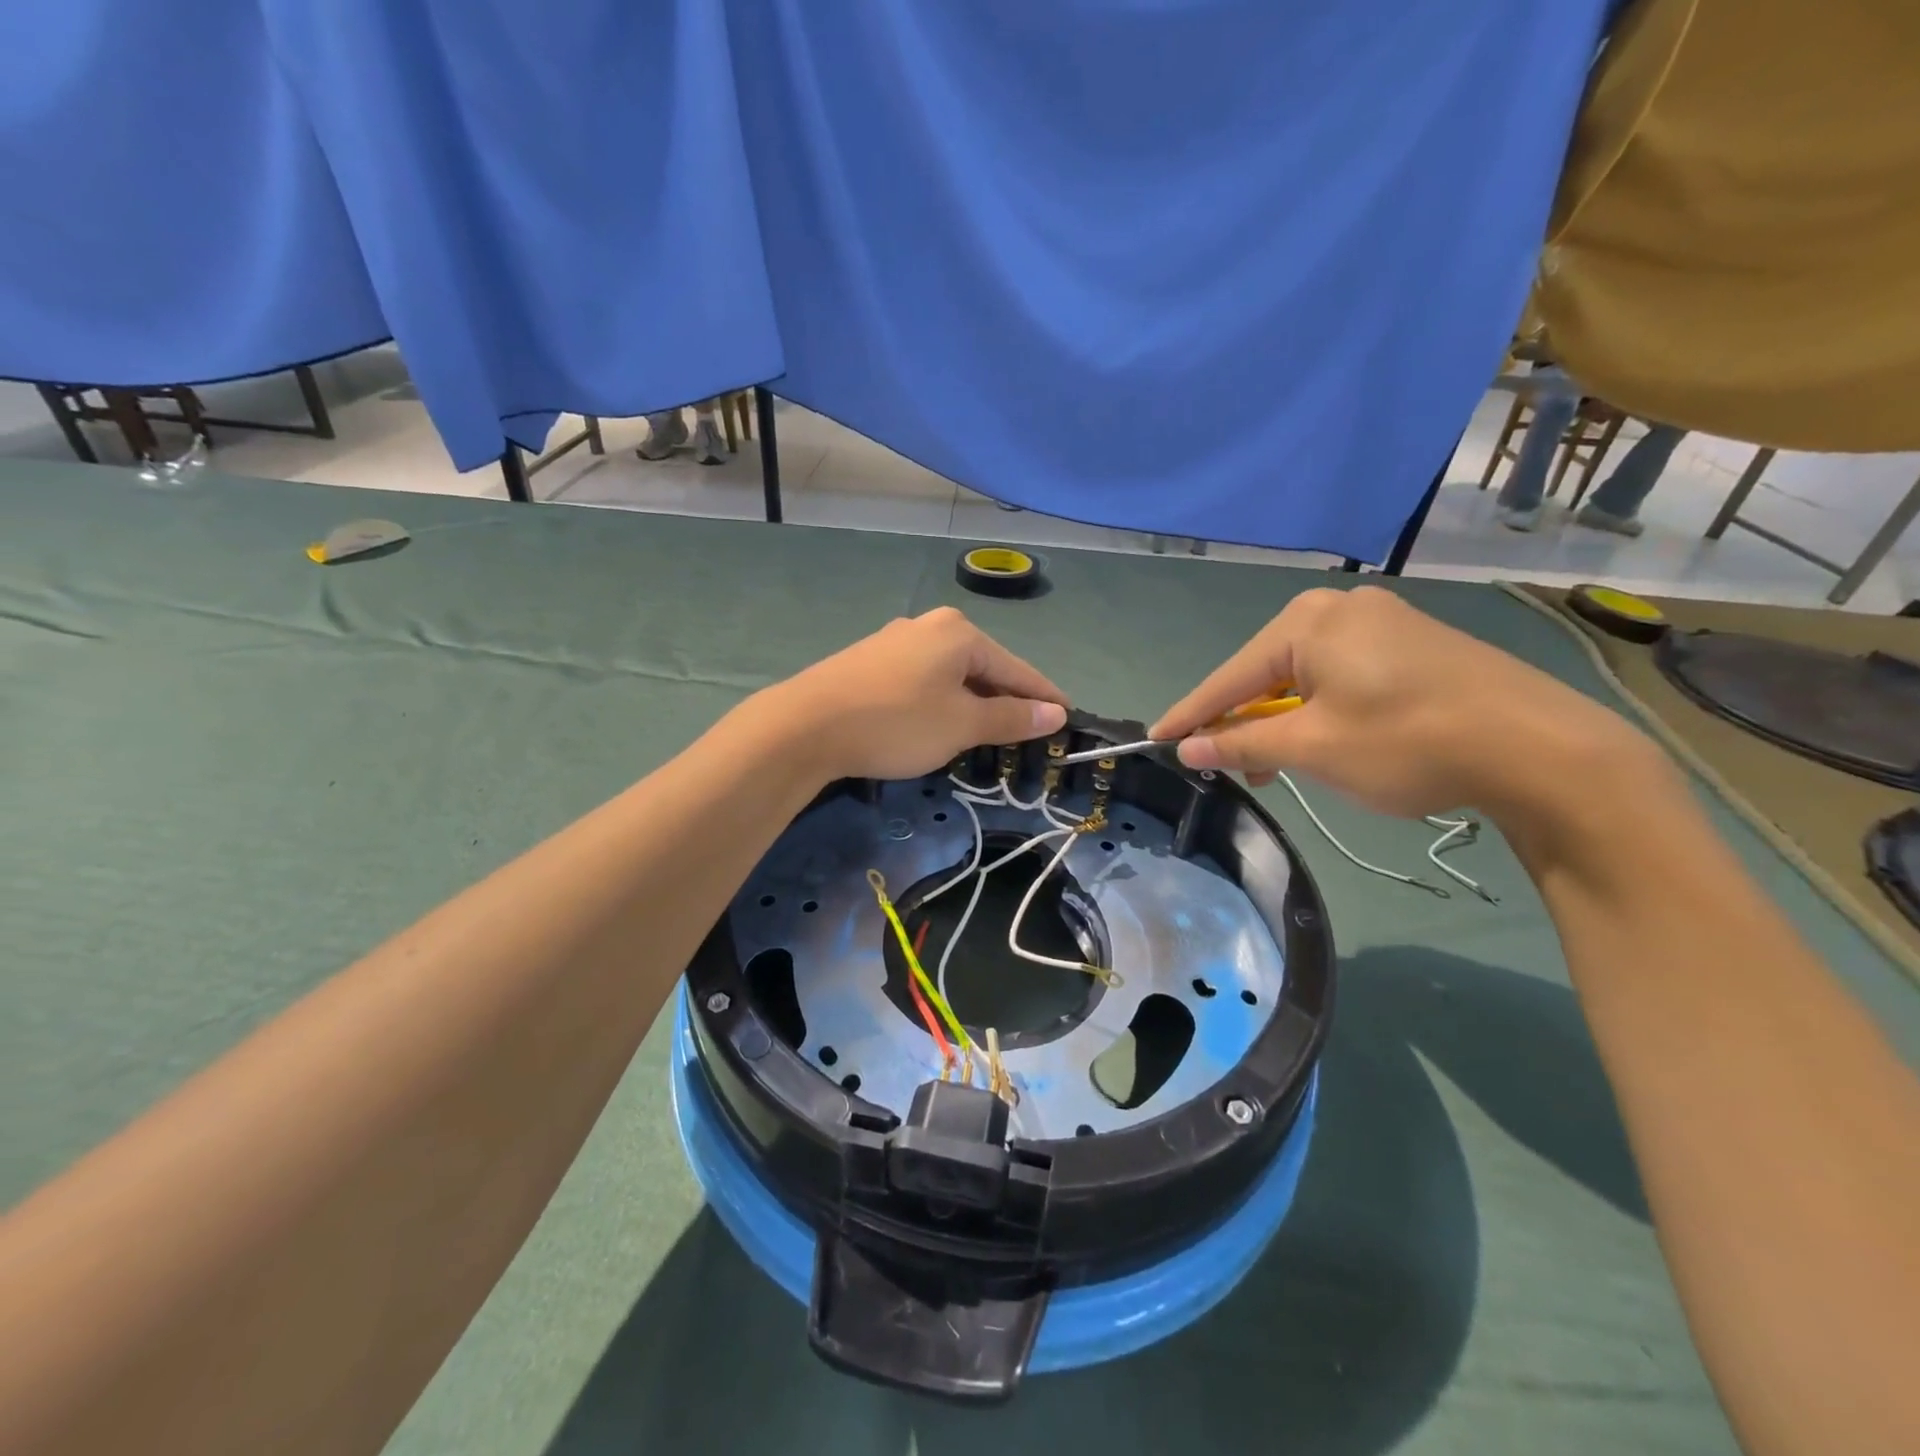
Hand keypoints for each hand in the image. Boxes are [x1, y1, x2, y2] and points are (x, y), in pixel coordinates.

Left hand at [762, 607, 1068, 782]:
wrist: (806, 726)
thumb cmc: (897, 722)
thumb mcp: (962, 725)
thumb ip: (1011, 718)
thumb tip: (1055, 714)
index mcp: (960, 633)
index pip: (1017, 668)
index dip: (1044, 696)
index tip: (1068, 717)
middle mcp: (929, 627)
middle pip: (983, 667)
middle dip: (1006, 700)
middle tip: (1028, 733)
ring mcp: (895, 642)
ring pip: (950, 675)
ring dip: (972, 704)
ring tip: (986, 734)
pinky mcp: (870, 662)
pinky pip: (922, 681)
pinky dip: (940, 703)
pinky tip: (937, 724)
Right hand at [1149, 586, 1652, 822]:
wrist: (1543, 749)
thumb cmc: (1408, 742)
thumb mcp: (1313, 749)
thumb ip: (1243, 745)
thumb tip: (1189, 748)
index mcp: (1308, 622)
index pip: (1230, 677)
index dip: (1191, 714)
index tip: (1155, 738)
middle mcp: (1340, 607)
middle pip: (1267, 673)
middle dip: (1245, 723)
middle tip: (1230, 768)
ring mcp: (1383, 621)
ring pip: (1306, 677)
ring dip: (1285, 722)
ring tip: (1281, 768)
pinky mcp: (1415, 643)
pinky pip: (1343, 675)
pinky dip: (1322, 710)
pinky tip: (1327, 741)